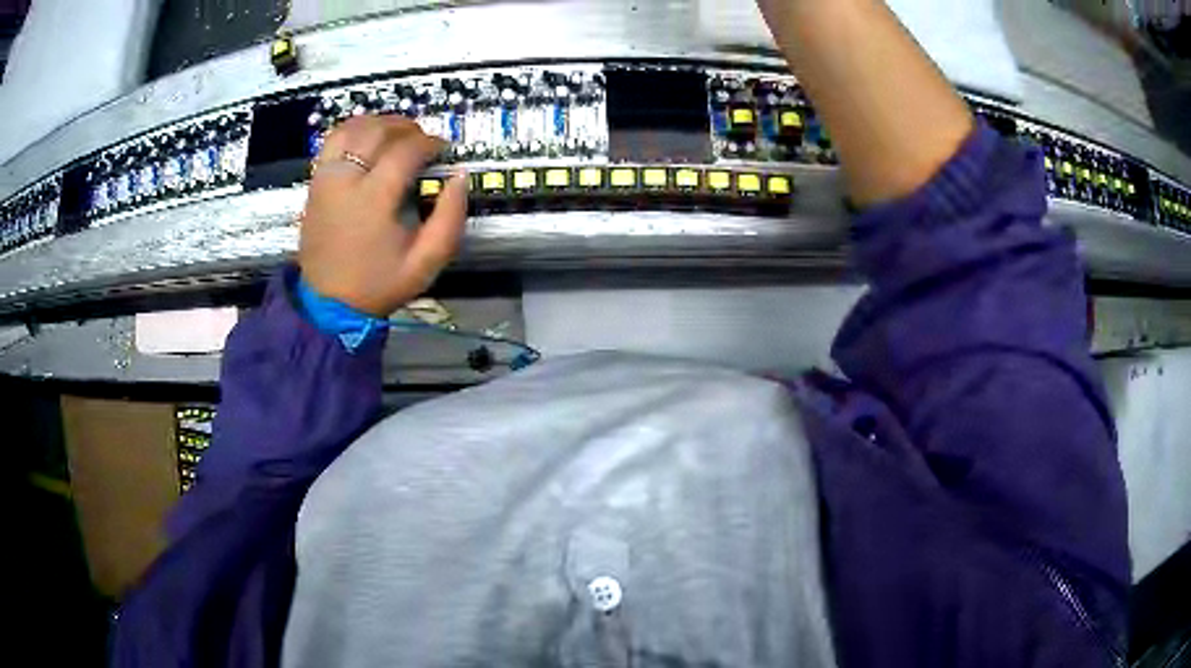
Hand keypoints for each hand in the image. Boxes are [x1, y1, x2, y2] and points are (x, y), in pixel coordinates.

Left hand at [298, 116, 467, 316]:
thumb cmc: (379, 284)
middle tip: (423, 140)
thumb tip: (460, 177)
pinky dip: (353, 131)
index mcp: (374, 199)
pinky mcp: (315, 183)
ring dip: (378, 123)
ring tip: (397, 134)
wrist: (328, 304)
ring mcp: (326, 179)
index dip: (430, 143)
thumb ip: (449, 218)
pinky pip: (332, 141)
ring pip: (351, 129)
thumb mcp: (426, 263)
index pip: (405, 150)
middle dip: (406, 127)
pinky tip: (368, 139)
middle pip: (377, 131)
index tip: (443, 150)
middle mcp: (346, 180)